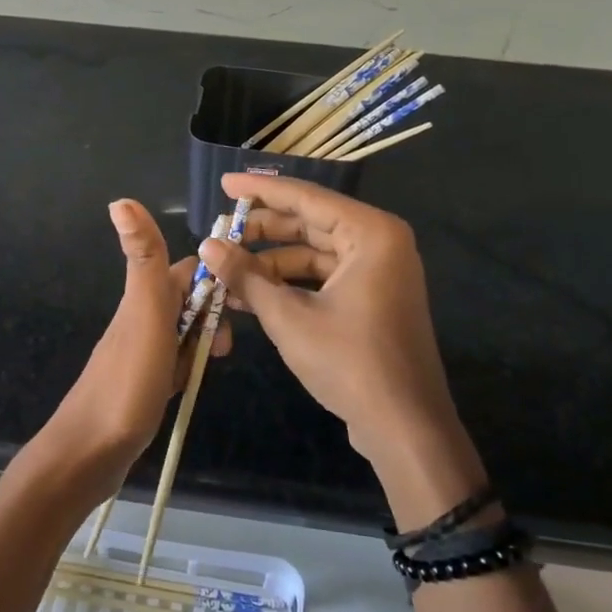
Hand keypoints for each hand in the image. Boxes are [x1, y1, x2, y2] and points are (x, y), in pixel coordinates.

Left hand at [25, 199, 226, 507]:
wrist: (89, 454)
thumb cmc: (126, 382)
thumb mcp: (144, 314)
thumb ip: (143, 259)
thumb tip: (120, 200)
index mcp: (142, 298)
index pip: (186, 269)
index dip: (214, 275)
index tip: (242, 296)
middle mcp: (140, 319)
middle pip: (187, 300)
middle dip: (213, 312)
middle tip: (224, 345)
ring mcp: (141, 352)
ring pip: (183, 332)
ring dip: (203, 340)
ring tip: (213, 364)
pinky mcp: (144, 383)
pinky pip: (175, 362)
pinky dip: (190, 366)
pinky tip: (192, 382)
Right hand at [197, 173, 486, 525]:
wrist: (405, 429)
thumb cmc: (350, 363)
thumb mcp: (289, 317)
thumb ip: (246, 277)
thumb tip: (207, 246)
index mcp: (371, 233)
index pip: (306, 197)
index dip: (260, 190)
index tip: (224, 183)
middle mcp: (379, 243)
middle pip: (310, 223)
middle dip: (261, 231)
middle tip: (218, 233)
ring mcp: (378, 272)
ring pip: (314, 252)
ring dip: (270, 263)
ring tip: (225, 271)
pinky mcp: (372, 298)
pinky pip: (324, 277)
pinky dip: (289, 284)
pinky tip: (249, 296)